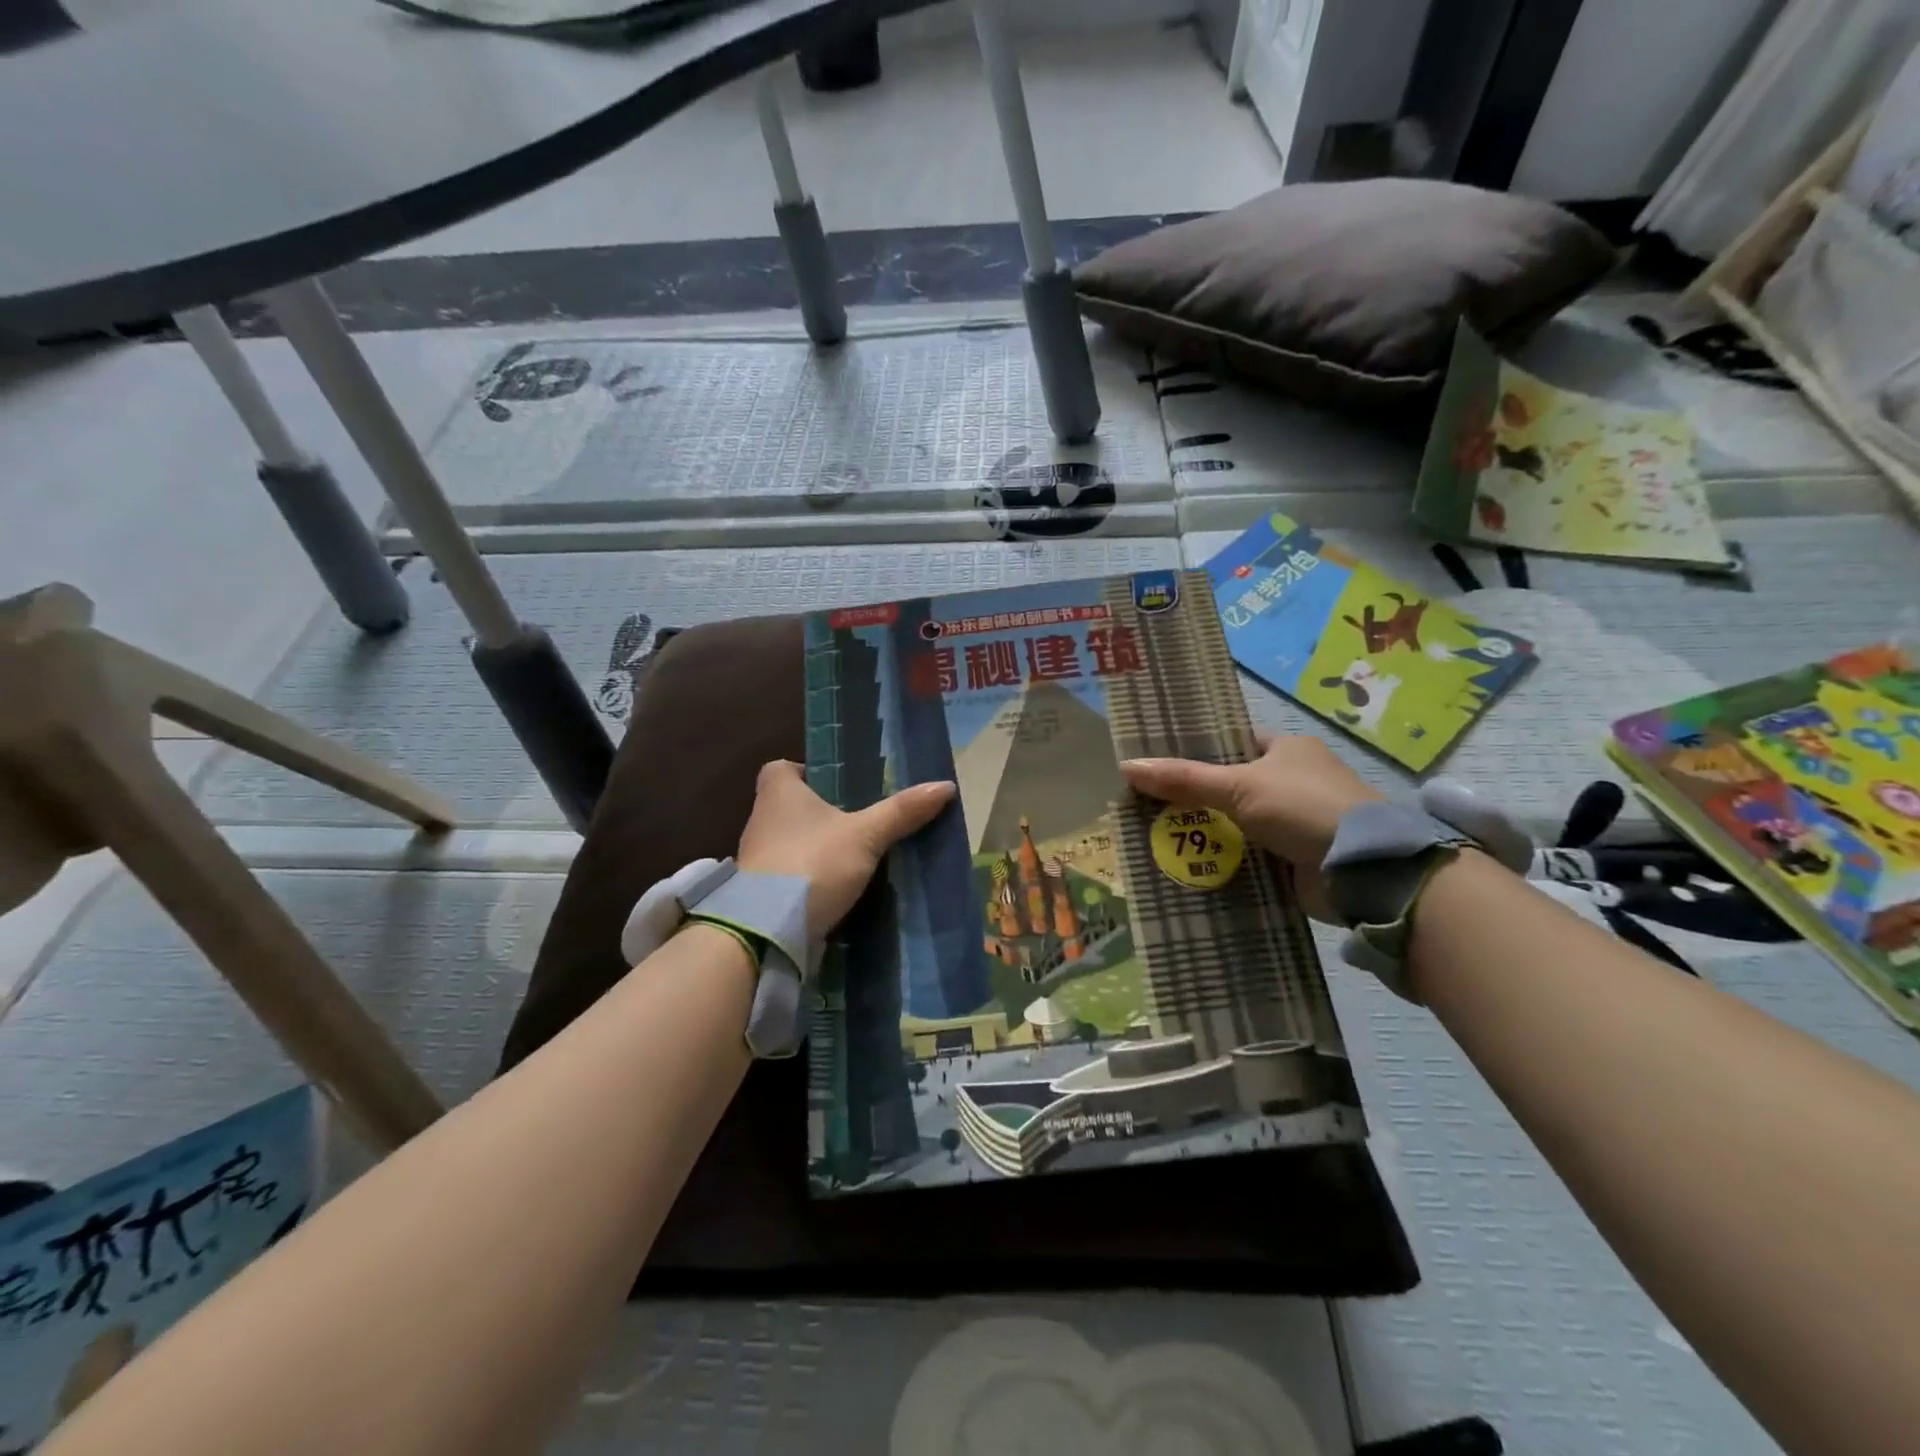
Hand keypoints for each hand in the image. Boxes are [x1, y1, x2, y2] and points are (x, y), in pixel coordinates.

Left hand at [736, 760, 957, 942]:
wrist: (767, 931)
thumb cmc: (813, 863)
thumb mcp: (865, 835)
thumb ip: (901, 811)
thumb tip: (945, 785)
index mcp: (778, 793)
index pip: (782, 768)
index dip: (806, 771)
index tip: (837, 785)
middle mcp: (761, 820)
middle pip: (789, 805)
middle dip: (820, 811)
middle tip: (858, 819)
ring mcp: (757, 859)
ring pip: (790, 841)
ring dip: (816, 846)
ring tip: (855, 855)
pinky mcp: (761, 893)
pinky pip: (790, 874)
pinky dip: (810, 877)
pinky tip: (838, 887)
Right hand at [1120, 734, 1381, 921]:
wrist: (1362, 870)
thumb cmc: (1302, 808)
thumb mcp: (1238, 786)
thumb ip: (1184, 779)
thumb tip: (1126, 766)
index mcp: (1288, 750)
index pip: (1233, 743)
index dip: (1197, 751)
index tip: (1158, 764)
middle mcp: (1293, 781)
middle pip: (1230, 785)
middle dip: (1193, 797)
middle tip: (1146, 803)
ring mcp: (1295, 822)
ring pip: (1237, 822)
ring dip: (1206, 832)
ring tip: (1154, 835)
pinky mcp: (1294, 858)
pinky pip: (1248, 854)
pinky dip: (1224, 860)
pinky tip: (1187, 864)